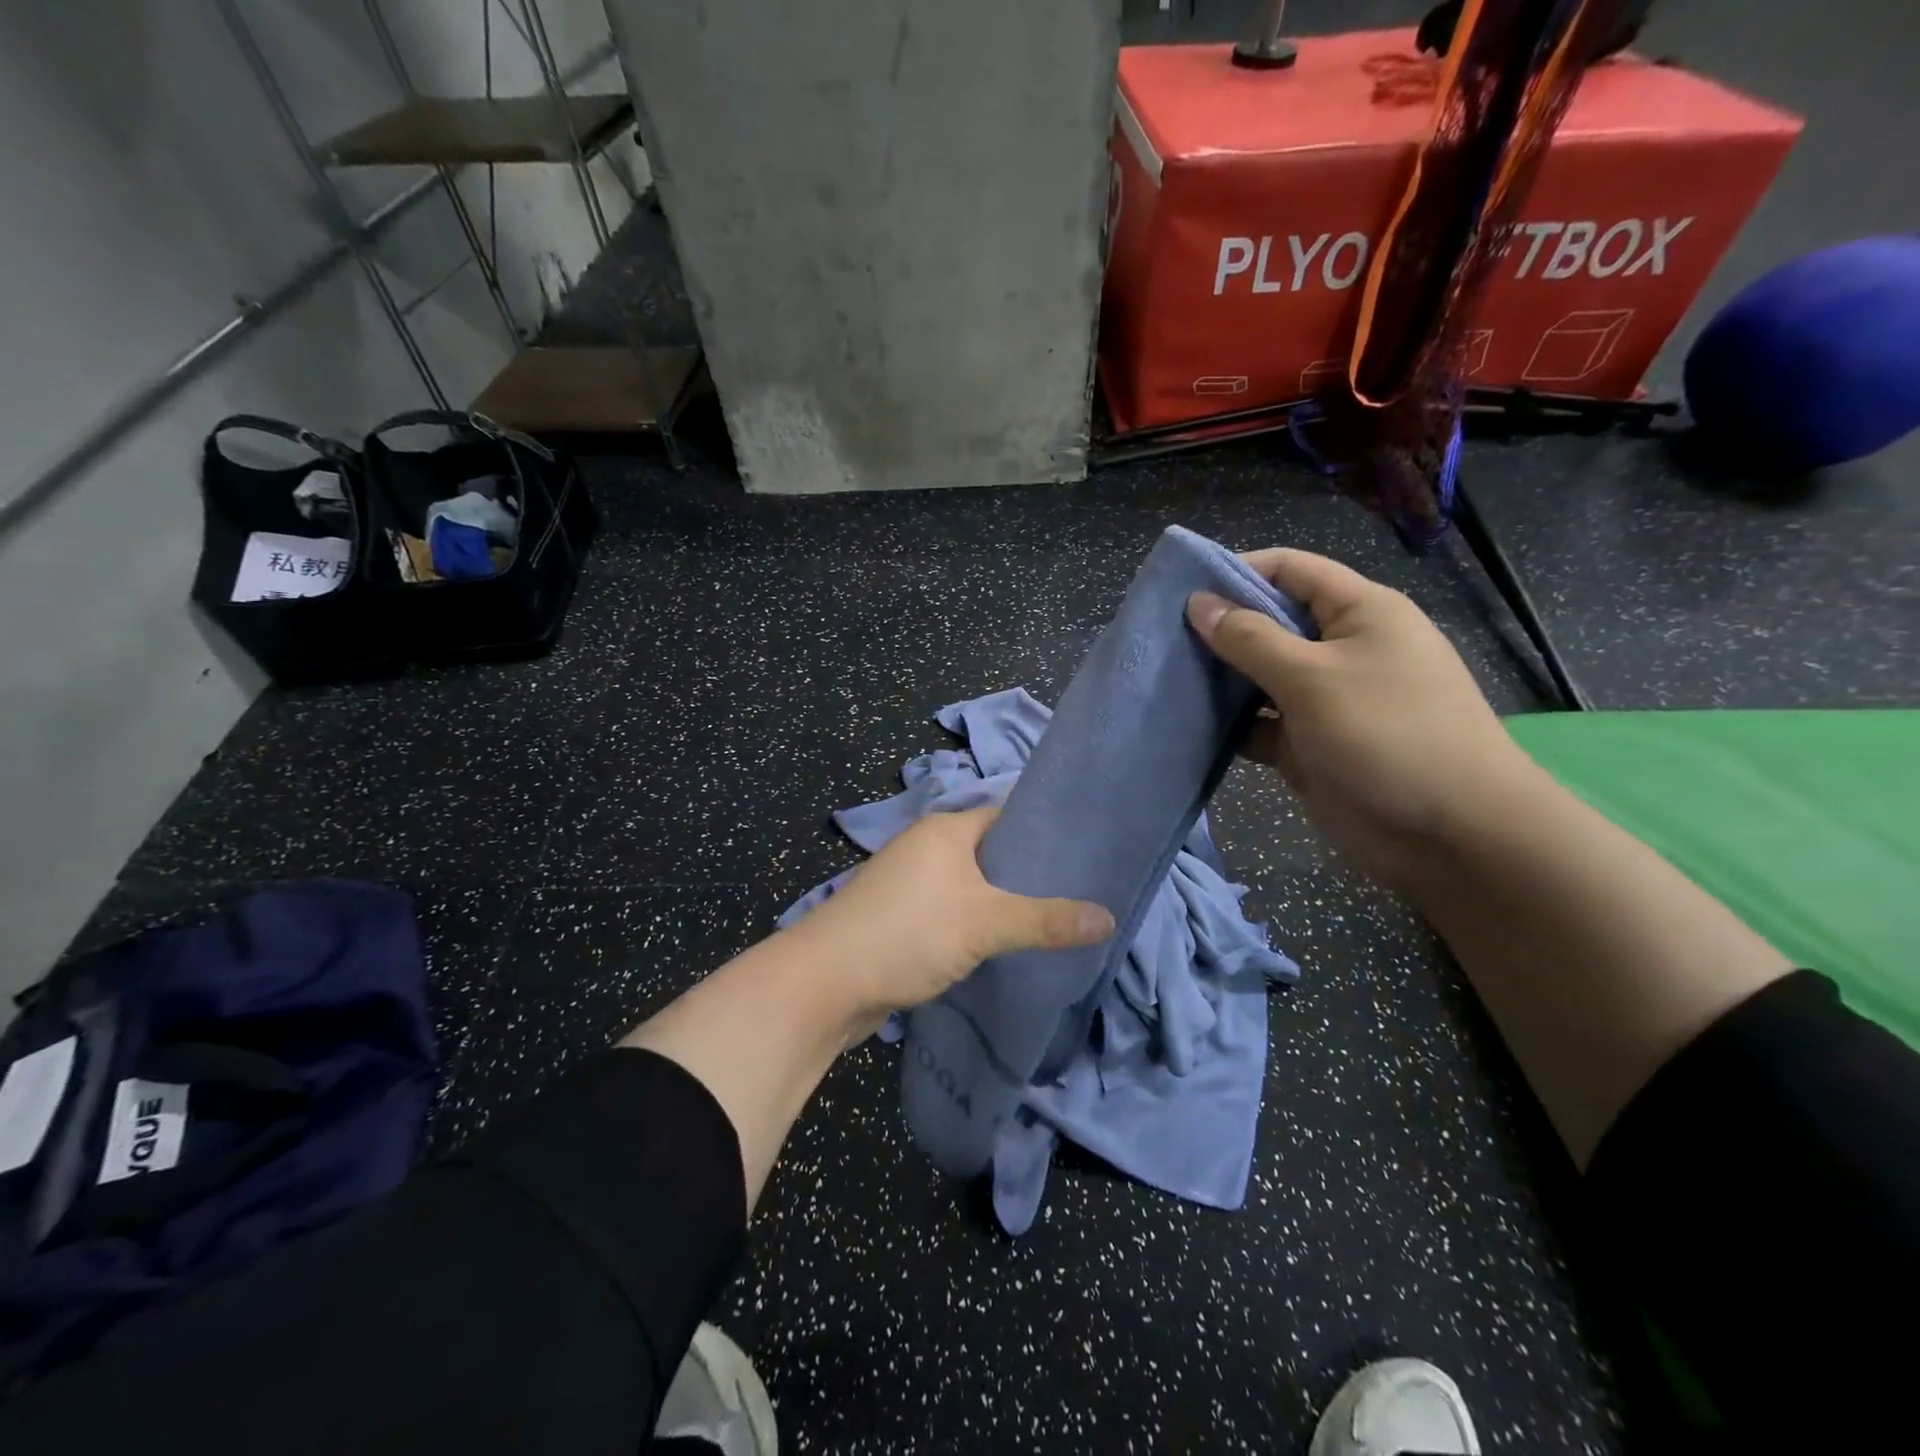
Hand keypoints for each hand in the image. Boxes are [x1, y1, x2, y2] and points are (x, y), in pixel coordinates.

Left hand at [784, 807, 1113, 1023]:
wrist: (826, 983)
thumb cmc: (908, 933)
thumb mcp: (986, 923)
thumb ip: (1046, 920)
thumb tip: (1108, 918)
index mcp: (945, 830)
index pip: (1005, 817)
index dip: (1042, 833)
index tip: (1083, 854)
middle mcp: (925, 848)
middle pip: (988, 854)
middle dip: (1026, 875)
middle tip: (1077, 896)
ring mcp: (908, 884)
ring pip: (969, 888)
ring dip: (1000, 905)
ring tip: (1050, 924)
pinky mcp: (899, 919)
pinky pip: (950, 914)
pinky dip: (974, 927)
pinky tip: (1002, 948)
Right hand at [1187, 549, 1536, 886]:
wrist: (1451, 837)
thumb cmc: (1387, 736)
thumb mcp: (1313, 679)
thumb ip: (1250, 639)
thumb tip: (1199, 603)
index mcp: (1358, 613)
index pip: (1290, 570)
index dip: (1237, 571)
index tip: (1180, 589)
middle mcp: (1340, 649)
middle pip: (1270, 623)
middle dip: (1219, 628)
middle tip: (1160, 639)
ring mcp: (1324, 700)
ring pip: (1259, 676)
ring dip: (1218, 679)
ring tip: (1163, 678)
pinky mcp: (1308, 744)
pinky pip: (1259, 723)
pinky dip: (1228, 724)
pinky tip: (1187, 725)